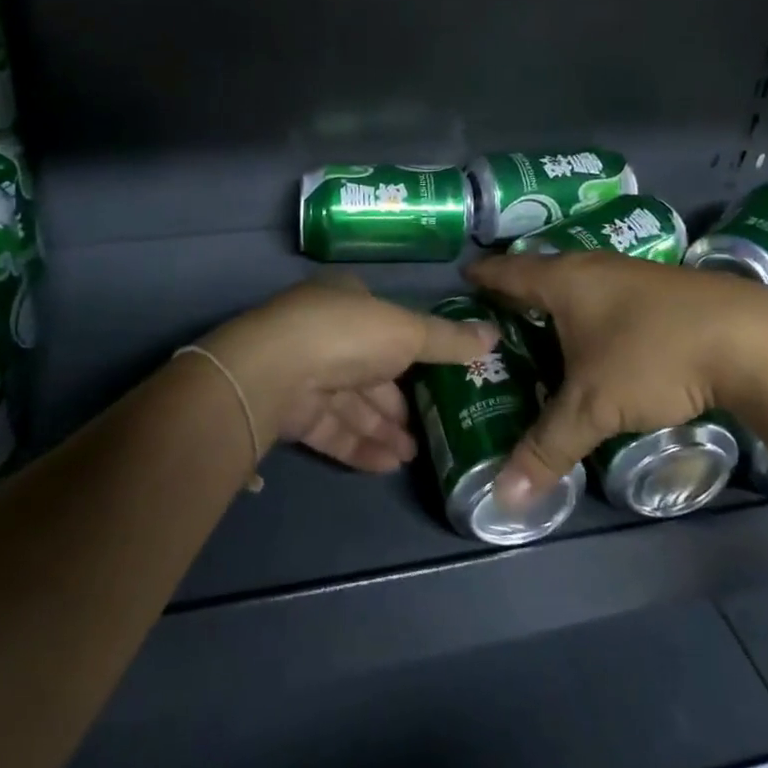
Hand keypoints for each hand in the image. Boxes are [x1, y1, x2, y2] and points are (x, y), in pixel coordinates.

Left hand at [206, 278, 497, 472]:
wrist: (273, 371)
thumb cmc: (347, 335)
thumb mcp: (407, 331)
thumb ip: (448, 339)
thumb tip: (494, 335)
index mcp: (346, 301)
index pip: (385, 327)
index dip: (413, 354)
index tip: (440, 381)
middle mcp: (323, 333)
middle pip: (369, 370)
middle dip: (398, 402)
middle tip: (431, 430)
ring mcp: (304, 372)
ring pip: (351, 404)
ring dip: (383, 429)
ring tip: (415, 455)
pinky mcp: (290, 411)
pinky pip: (333, 429)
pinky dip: (360, 445)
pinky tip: (389, 465)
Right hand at [467, 252, 767, 503]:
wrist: (754, 340)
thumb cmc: (653, 357)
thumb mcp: (593, 407)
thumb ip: (547, 448)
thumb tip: (503, 498)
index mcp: (564, 280)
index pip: (509, 271)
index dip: (484, 277)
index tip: (463, 281)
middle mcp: (594, 267)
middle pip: (544, 272)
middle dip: (519, 291)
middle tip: (496, 317)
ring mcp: (634, 274)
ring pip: (582, 283)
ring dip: (560, 302)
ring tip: (543, 329)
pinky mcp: (667, 290)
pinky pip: (610, 295)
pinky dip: (594, 312)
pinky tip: (602, 338)